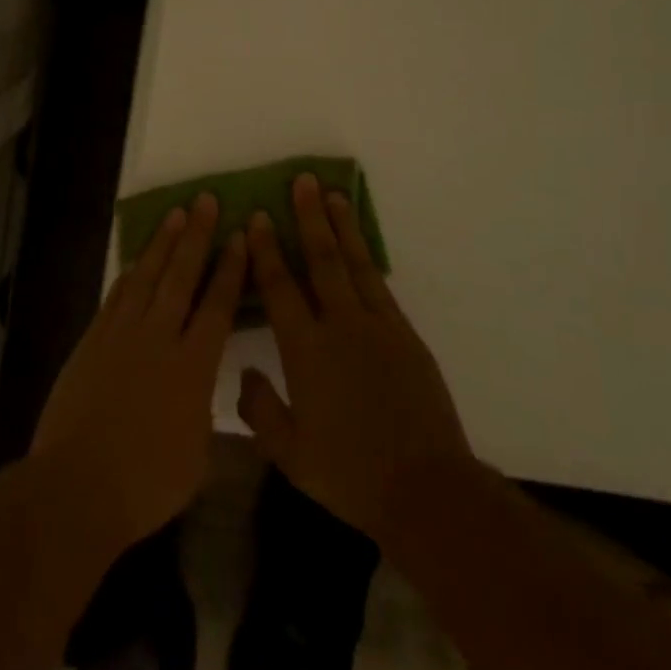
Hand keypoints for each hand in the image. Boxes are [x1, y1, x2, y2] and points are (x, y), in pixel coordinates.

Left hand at [30, 192, 244, 553]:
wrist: (76, 487)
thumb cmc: (146, 483)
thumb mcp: (197, 454)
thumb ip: (203, 411)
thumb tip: (204, 390)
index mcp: (194, 367)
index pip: (218, 305)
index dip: (230, 268)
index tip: (239, 236)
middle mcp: (159, 339)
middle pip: (181, 277)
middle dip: (197, 236)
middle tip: (206, 201)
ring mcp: (121, 336)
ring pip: (146, 277)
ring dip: (162, 244)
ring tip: (176, 214)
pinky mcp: (92, 341)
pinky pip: (115, 297)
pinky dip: (129, 275)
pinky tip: (137, 261)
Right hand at [238, 174, 471, 545]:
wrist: (425, 487)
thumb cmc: (350, 473)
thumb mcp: (290, 455)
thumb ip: (260, 410)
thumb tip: (245, 372)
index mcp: (306, 351)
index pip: (280, 288)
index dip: (267, 251)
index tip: (259, 218)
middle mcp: (340, 326)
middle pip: (321, 260)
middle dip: (308, 218)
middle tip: (301, 182)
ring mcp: (378, 326)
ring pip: (355, 264)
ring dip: (341, 227)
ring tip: (332, 194)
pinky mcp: (405, 334)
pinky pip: (380, 285)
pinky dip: (367, 258)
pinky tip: (359, 245)